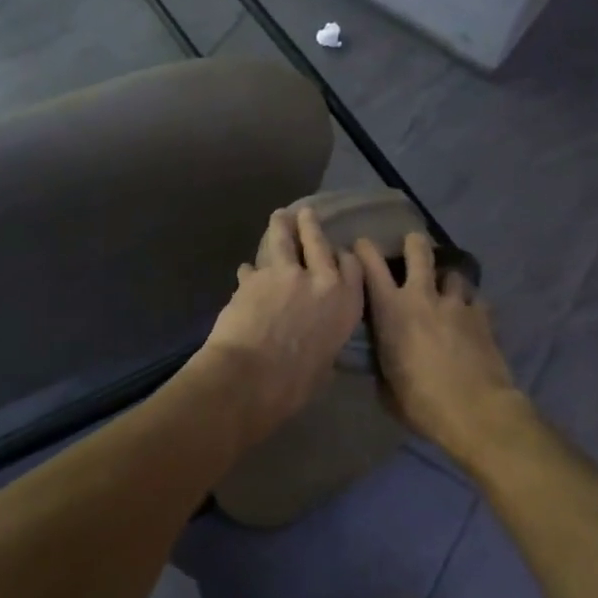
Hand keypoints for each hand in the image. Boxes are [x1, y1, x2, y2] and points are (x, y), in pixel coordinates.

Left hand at [199, 207, 365, 437]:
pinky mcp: (253, 277)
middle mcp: (320, 279)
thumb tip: (316, 339)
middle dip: (311, 225)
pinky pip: (252, 268)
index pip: (351, 266)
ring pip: (283, 240)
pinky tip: (245, 271)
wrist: (251, 377)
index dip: (342, 256)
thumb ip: (325, 339)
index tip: (337, 252)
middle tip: (306, 213)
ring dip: (280, 226)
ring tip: (279, 216)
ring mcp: (285, 274)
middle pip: (317, 241)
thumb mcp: (325, 363)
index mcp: (346, 302)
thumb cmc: (296, 384)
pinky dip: (250, 271)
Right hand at [357, 232, 523, 461]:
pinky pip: (476, 298)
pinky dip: (471, 302)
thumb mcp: (386, 385)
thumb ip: (382, 361)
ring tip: (447, 287)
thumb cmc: (420, 402)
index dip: (365, 250)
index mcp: (391, 311)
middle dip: (414, 243)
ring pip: (452, 273)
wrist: (474, 409)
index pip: (371, 267)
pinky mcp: (483, 314)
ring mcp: (456, 303)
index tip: (363, 244)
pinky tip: (471, 314)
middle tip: (413, 243)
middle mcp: (422, 297)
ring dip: (447, 278)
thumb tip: (381, 357)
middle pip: (419, 252)